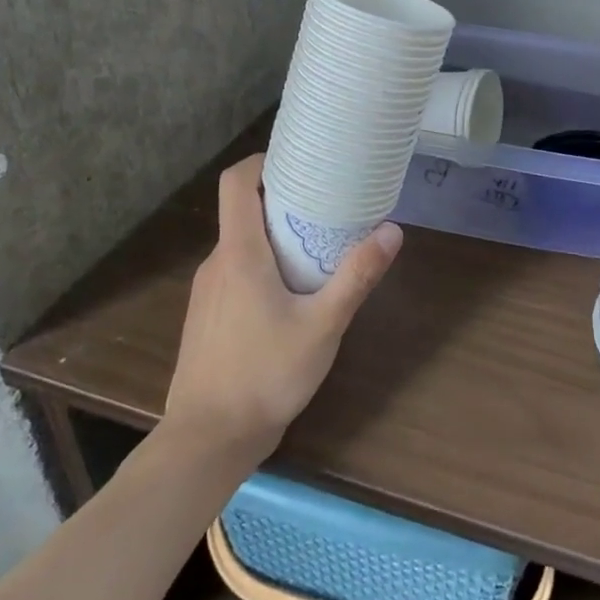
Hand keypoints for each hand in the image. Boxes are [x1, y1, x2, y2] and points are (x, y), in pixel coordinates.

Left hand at [162, 154, 401, 455]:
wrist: (208, 440)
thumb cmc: (266, 375)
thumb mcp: (324, 325)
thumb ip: (357, 276)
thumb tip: (392, 231)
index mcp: (239, 254)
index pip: (236, 183)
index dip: (263, 161)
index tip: (300, 159)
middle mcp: (217, 263)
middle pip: (243, 210)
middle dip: (284, 199)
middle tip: (329, 201)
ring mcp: (207, 291)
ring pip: (242, 243)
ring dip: (276, 234)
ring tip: (319, 243)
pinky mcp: (208, 316)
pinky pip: (236, 271)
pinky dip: (264, 263)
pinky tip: (294, 291)